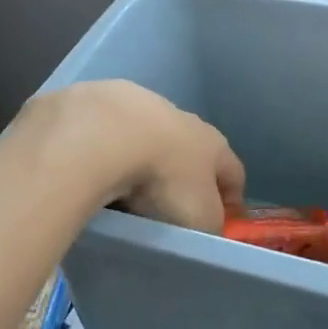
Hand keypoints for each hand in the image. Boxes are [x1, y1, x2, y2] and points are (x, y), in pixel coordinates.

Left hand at [14, 80, 243, 231]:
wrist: (104, 134)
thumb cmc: (164, 179)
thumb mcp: (199, 217)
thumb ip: (210, 223)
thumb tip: (208, 226)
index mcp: (213, 143)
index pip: (233, 170)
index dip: (233, 196)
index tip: (226, 217)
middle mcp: (182, 118)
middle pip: (191, 150)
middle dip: (184, 175)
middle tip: (170, 207)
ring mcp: (139, 106)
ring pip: (147, 138)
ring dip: (143, 160)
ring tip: (125, 192)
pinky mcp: (99, 103)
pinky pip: (109, 137)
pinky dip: (106, 154)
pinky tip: (93, 174)